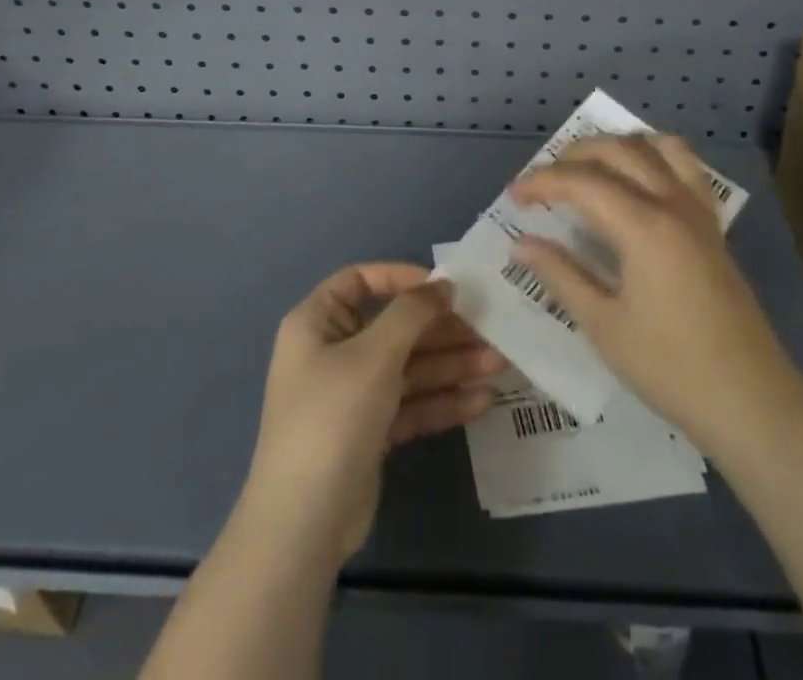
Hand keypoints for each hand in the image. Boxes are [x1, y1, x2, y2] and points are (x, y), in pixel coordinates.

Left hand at [243, 263, 502, 564]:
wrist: (304, 524)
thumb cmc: (333, 417)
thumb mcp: (374, 355)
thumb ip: (411, 314)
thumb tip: (442, 286)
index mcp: (318, 322)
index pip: (361, 281)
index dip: (402, 278)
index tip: (444, 288)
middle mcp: (333, 352)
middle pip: (394, 328)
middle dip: (442, 331)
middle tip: (489, 330)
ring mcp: (352, 394)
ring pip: (408, 368)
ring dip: (451, 365)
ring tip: (499, 366)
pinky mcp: (370, 432)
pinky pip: (410, 404)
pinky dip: (442, 401)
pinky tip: (481, 401)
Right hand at [507, 136, 801, 460]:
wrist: (752, 402)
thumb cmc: (670, 368)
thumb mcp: (604, 326)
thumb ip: (561, 275)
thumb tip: (522, 244)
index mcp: (644, 226)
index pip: (582, 182)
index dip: (542, 182)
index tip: (514, 196)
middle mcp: (673, 204)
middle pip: (619, 151)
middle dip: (574, 156)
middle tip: (544, 181)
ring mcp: (699, 213)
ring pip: (659, 148)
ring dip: (619, 146)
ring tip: (591, 168)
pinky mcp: (714, 227)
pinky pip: (687, 169)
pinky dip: (656, 158)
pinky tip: (640, 183)